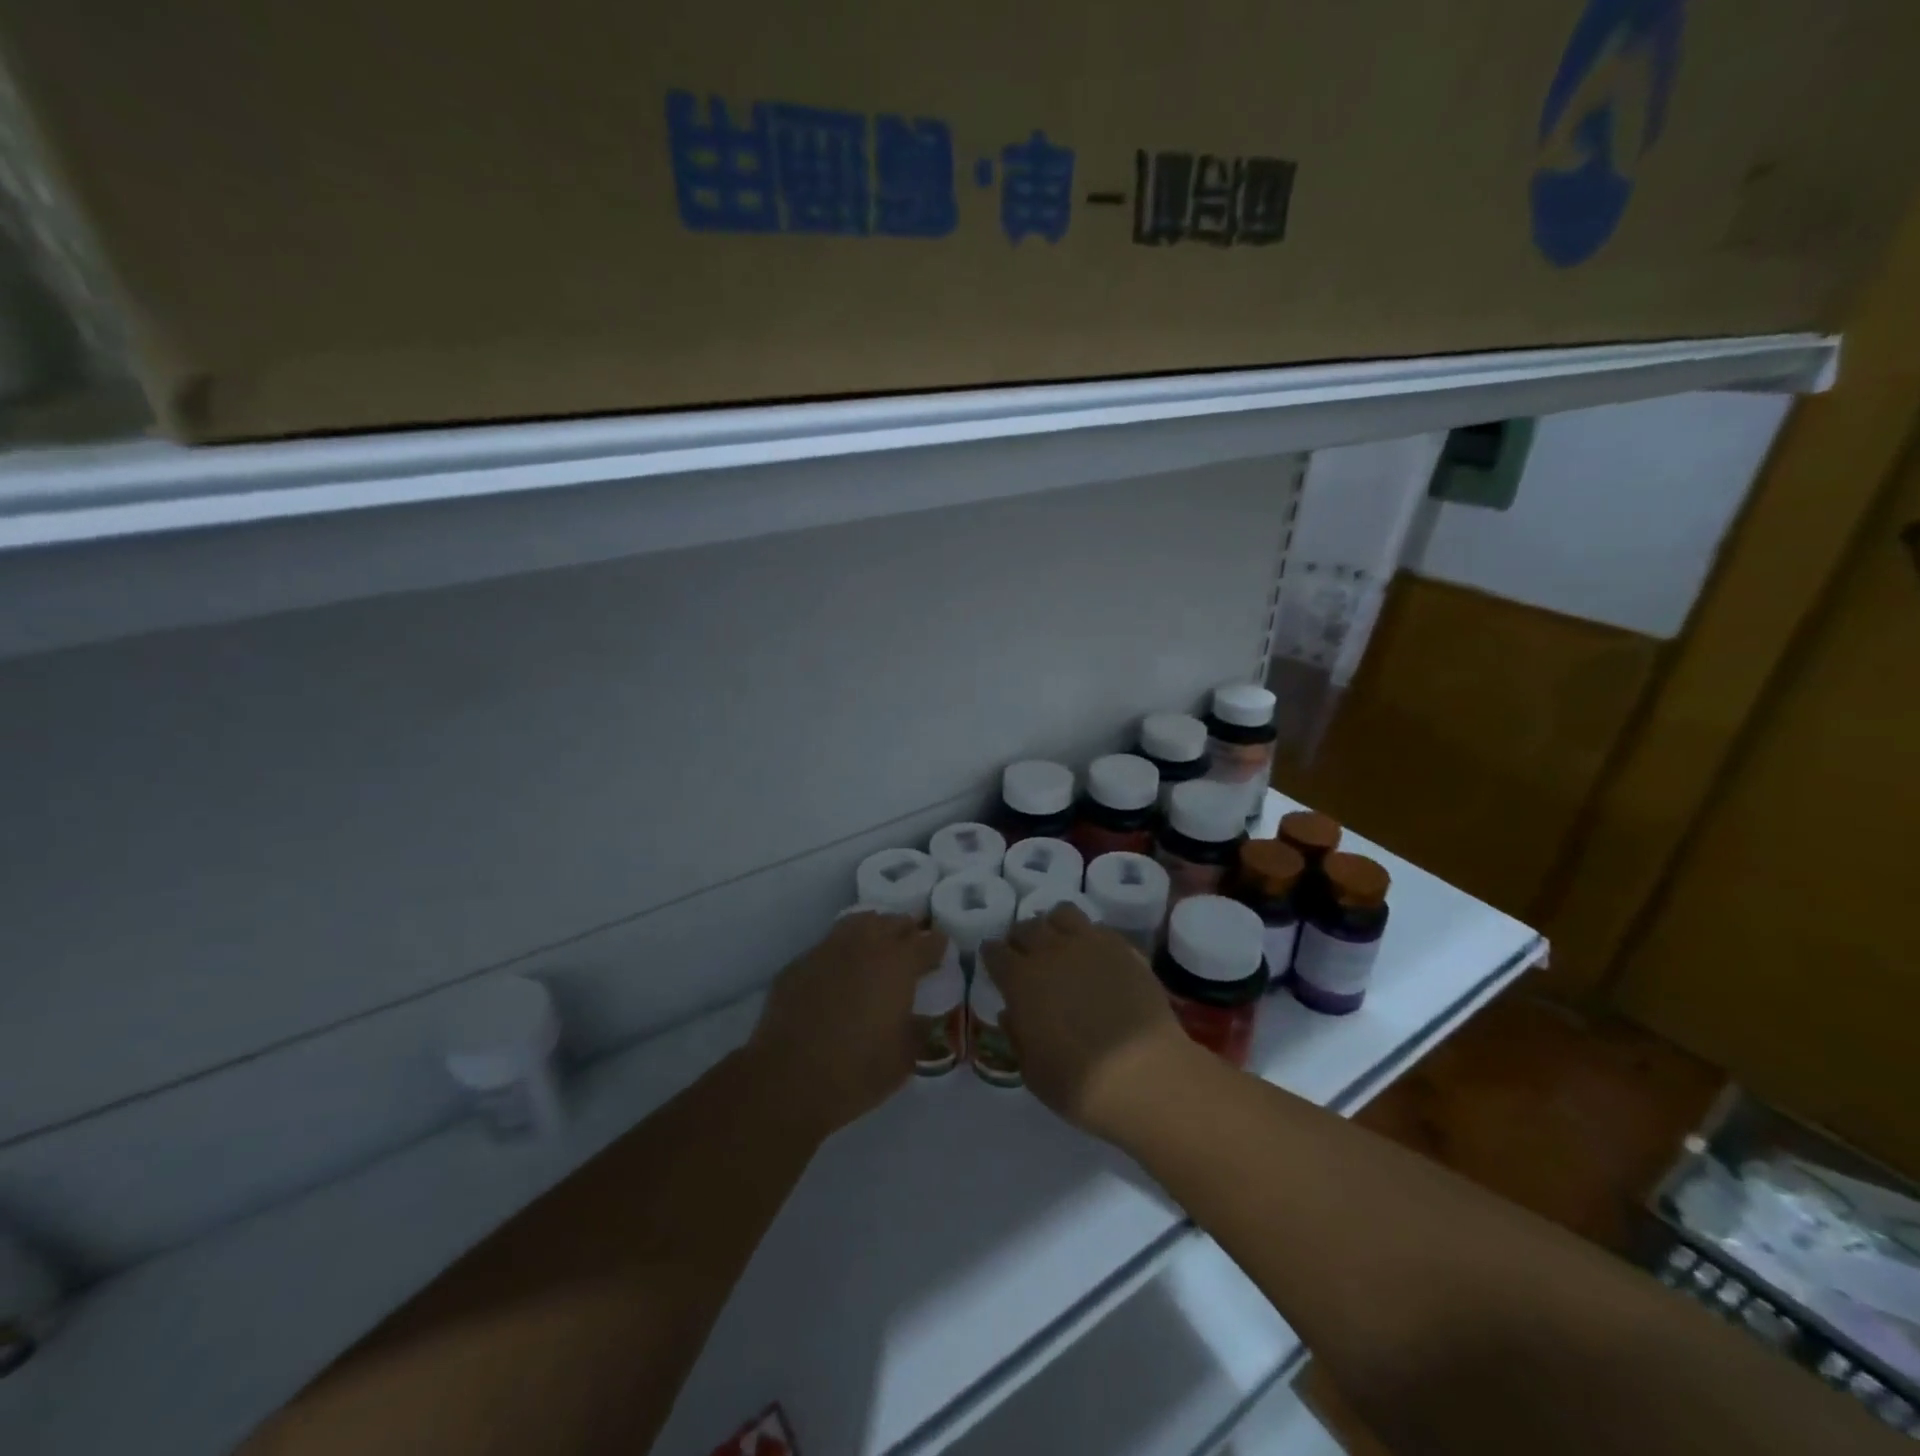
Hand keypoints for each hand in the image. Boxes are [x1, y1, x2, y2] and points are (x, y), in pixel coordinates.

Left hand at [749, 910, 945, 1139]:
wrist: (787, 1080)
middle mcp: (865, 945)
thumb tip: (925, 1016)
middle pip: (894, 922)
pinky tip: (840, 972)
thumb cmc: (857, 1070)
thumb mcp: (905, 1057)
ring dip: (874, 931)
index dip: (939, 948)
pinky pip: (828, 945)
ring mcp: (828, 949)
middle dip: (908, 932)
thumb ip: (920, 1028)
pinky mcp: (799, 963)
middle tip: (912, 950)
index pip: (929, 942)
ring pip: (858, 923)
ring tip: (878, 948)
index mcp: (898, 963)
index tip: (941, 957)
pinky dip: (842, 951)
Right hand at [982, 905, 1205, 1142]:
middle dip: (1021, 939)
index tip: (996, 966)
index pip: (994, 951)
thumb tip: (1011, 1013)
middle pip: (1026, 927)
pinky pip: (1098, 928)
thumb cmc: (1080, 1084)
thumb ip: (1017, 1036)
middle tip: (1027, 958)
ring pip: (1062, 914)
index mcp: (1020, 980)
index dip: (993, 957)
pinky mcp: (1123, 948)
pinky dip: (1090, 938)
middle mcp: (1050, 951)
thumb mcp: (1032, 1072)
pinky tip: (1096, 959)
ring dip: (1055, 927)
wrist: (1145, 1075)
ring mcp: (1089, 944)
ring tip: (1062, 947)